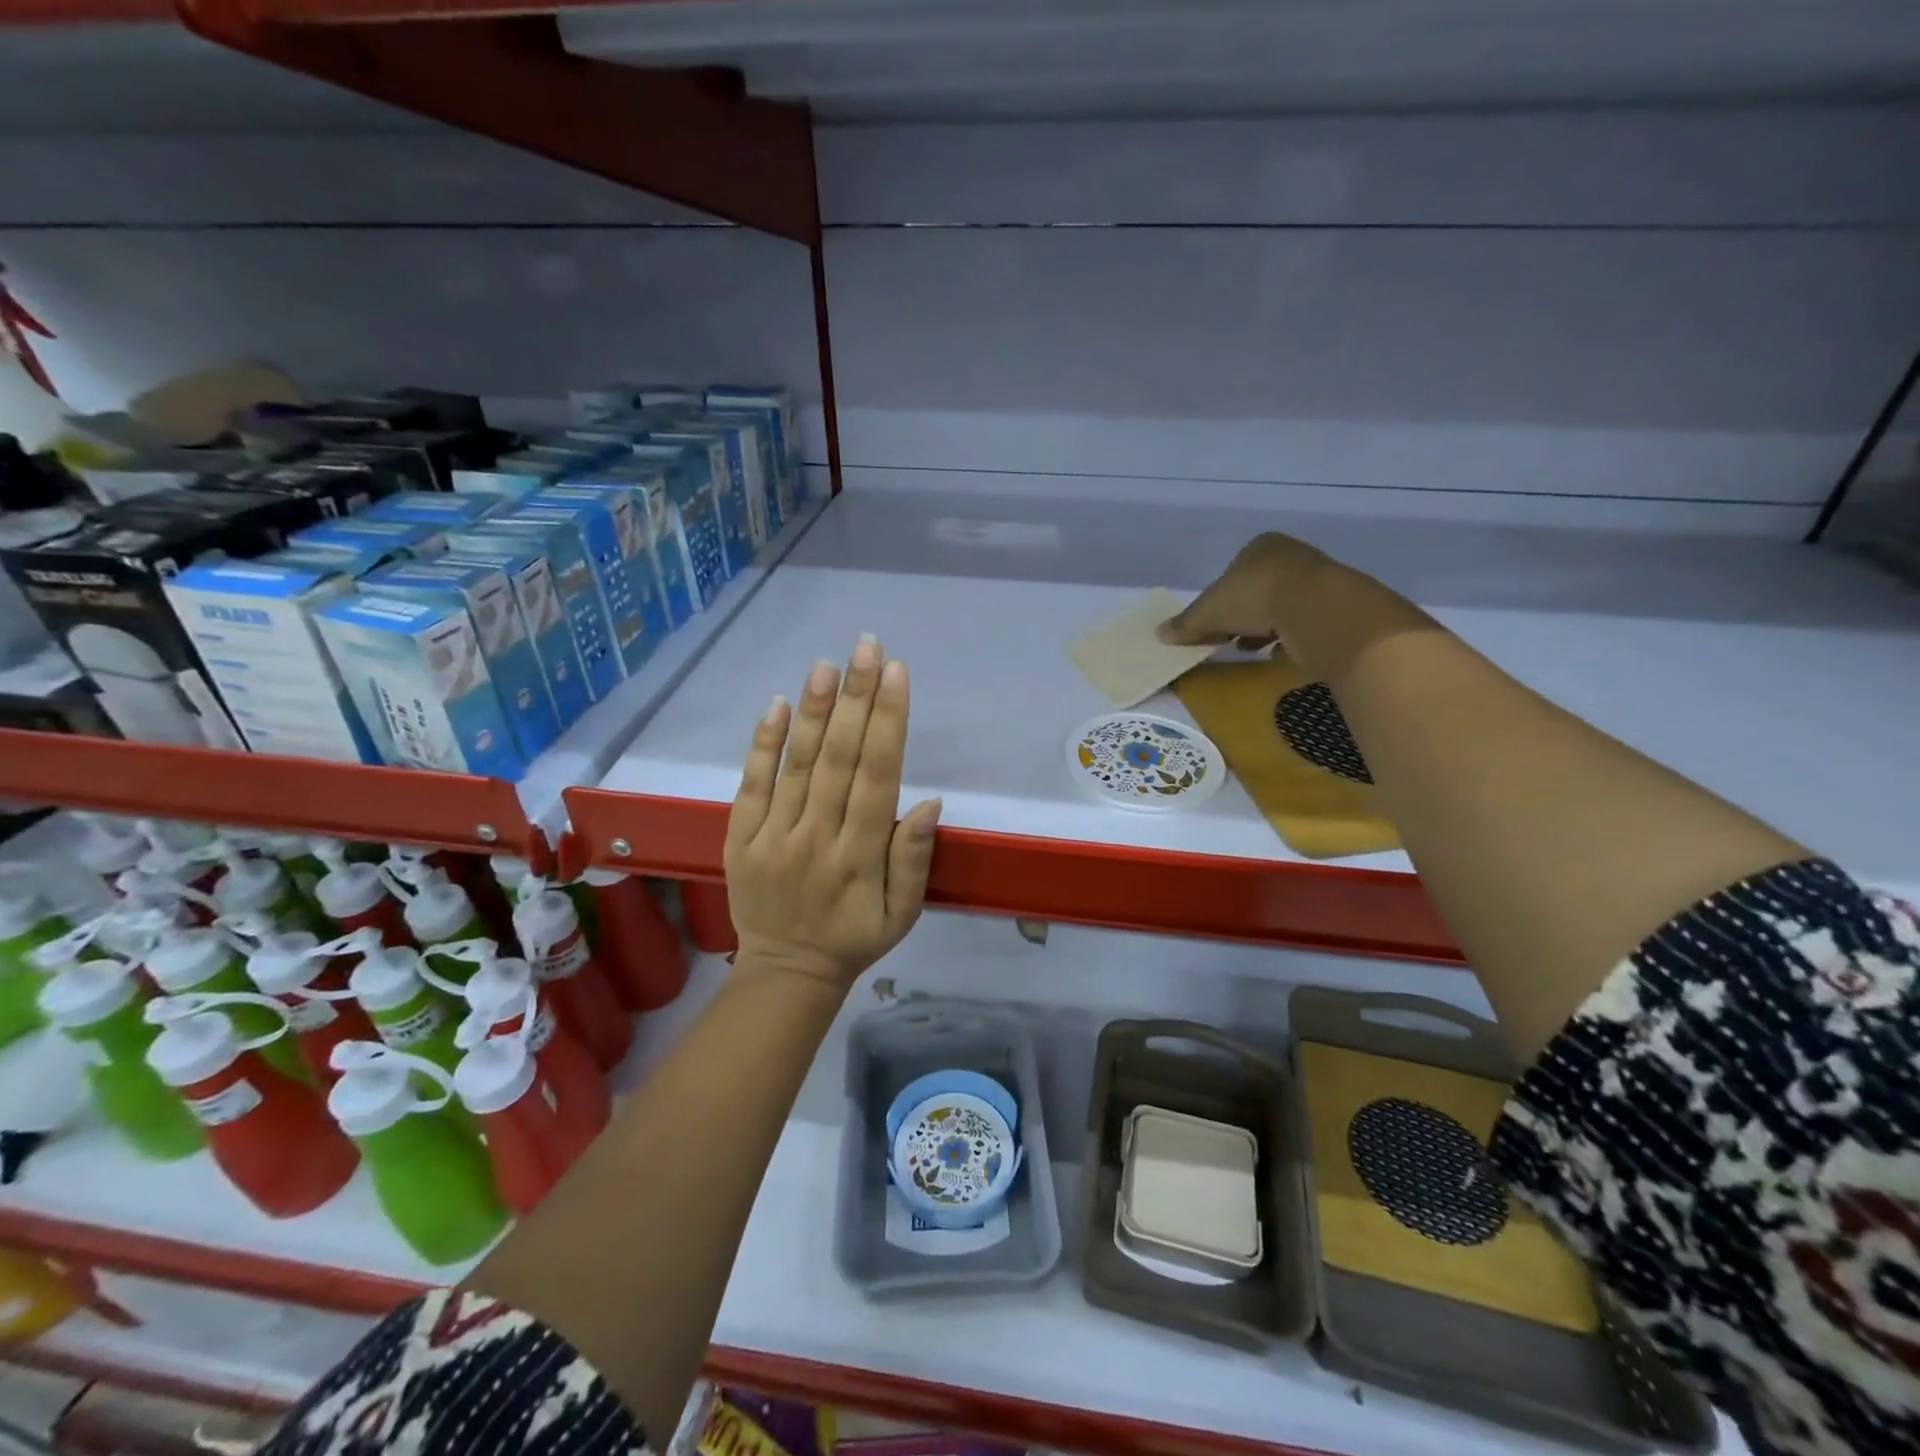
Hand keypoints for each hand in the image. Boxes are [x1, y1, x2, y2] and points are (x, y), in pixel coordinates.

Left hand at [724, 635, 941, 993]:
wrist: (785, 973)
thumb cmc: (855, 938)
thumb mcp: (903, 914)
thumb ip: (914, 859)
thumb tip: (930, 802)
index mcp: (861, 856)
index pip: (878, 777)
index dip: (889, 722)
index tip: (897, 674)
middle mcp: (817, 838)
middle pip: (840, 759)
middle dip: (857, 698)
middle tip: (866, 646)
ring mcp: (774, 836)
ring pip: (797, 765)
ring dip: (815, 711)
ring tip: (827, 664)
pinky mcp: (741, 839)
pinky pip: (751, 786)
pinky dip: (763, 745)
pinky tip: (777, 705)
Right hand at [1156, 531, 1330, 652]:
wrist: (1314, 608)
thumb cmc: (1253, 597)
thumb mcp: (1208, 612)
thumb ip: (1186, 624)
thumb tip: (1159, 633)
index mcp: (1260, 546)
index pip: (1233, 572)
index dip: (1221, 598)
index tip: (1215, 622)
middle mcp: (1290, 554)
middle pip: (1258, 588)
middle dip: (1243, 614)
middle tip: (1231, 637)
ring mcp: (1317, 577)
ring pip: (1282, 604)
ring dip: (1265, 626)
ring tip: (1254, 647)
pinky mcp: (1334, 603)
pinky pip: (1304, 621)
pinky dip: (1290, 636)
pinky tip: (1280, 651)